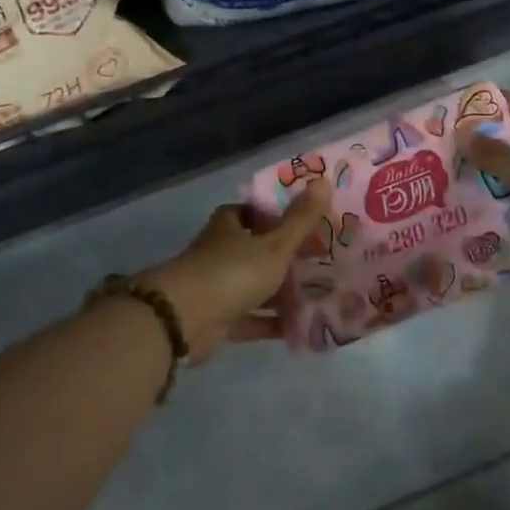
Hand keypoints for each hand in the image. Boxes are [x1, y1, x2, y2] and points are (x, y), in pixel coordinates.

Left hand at [138, 185, 330, 359]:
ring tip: (322, 296)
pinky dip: (273, 322)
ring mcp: (219, 284)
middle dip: (290, 257)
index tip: (316, 228)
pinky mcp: (219, 317)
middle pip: (261, 249)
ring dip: (284, 292)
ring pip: (258, 284)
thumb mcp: (274, 244)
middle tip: (326, 263)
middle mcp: (223, 250)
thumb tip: (324, 181)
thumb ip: (301, 219)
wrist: (184, 319)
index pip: (261, 212)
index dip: (287, 218)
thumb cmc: (232, 271)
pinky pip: (253, 317)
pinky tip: (301, 328)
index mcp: (231, 224)